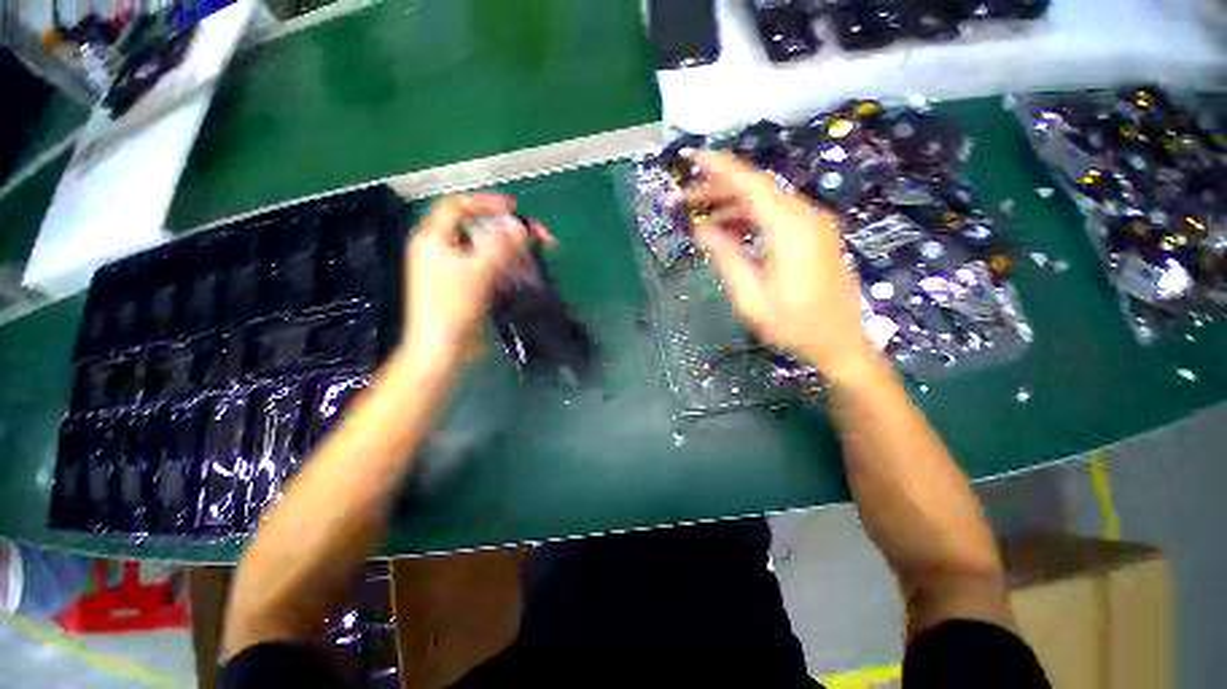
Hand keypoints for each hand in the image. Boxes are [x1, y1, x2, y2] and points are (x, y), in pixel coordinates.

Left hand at [401, 193, 541, 372]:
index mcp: (434, 238)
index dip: (486, 202)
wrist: (441, 349)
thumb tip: (520, 227)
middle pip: (476, 227)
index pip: (458, 206)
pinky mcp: (464, 285)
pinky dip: (505, 264)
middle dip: (507, 228)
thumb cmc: (452, 308)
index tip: (515, 209)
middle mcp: (441, 249)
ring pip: (485, 248)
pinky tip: (522, 270)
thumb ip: (500, 246)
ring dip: (511, 246)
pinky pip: (487, 265)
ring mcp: (452, 269)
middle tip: (536, 235)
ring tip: (535, 252)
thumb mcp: (477, 272)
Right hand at [688, 151, 877, 377]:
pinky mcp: (815, 235)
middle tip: (687, 200)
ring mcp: (814, 224)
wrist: (840, 343)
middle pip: (758, 188)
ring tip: (703, 217)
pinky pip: (778, 214)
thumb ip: (726, 257)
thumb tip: (702, 229)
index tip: (692, 158)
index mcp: (789, 229)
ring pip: (768, 200)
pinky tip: (732, 229)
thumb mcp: (750, 296)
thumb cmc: (793, 325)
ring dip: (734, 204)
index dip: (719, 167)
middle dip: (719, 188)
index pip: (750, 183)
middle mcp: (805, 216)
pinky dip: (751, 216)